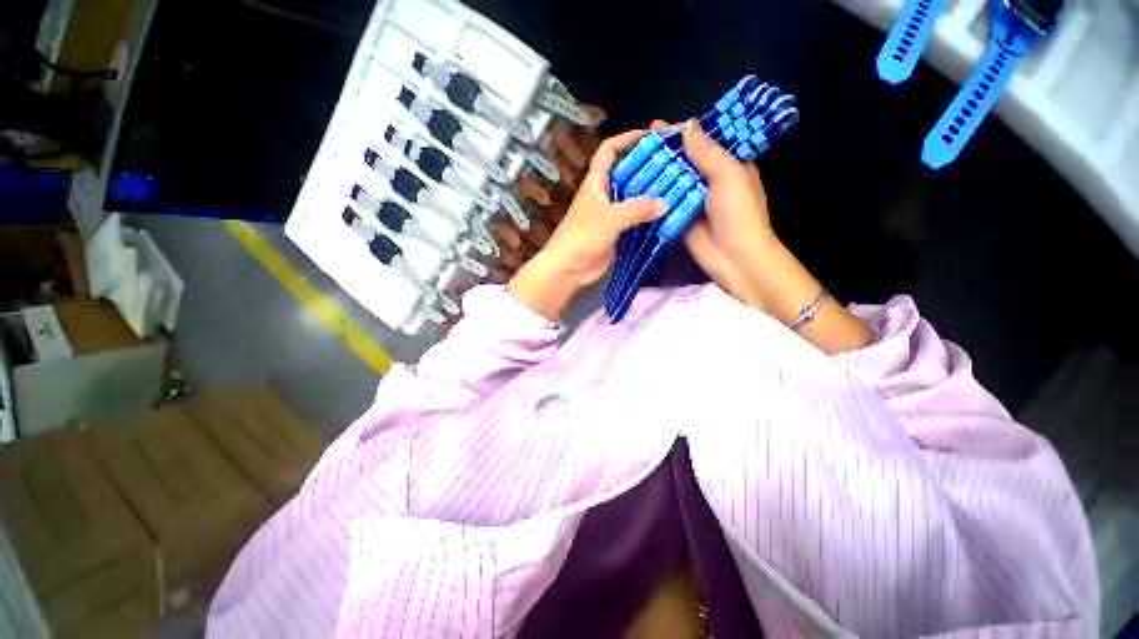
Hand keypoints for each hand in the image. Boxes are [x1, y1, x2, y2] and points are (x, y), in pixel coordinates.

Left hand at [508, 130, 666, 319]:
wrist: (570, 268)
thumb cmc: (583, 238)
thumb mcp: (609, 218)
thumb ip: (637, 209)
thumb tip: (665, 203)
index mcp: (596, 182)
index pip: (610, 150)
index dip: (628, 138)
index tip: (653, 136)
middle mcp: (604, 193)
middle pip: (627, 171)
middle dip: (648, 165)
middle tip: (674, 164)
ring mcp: (611, 213)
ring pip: (634, 196)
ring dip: (651, 192)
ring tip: (677, 187)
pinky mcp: (617, 231)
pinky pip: (636, 218)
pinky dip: (649, 215)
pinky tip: (667, 215)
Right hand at [649, 119, 779, 311]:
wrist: (733, 255)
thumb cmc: (737, 211)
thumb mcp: (727, 174)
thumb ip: (706, 151)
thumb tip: (687, 125)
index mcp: (727, 164)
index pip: (702, 141)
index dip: (681, 133)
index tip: (656, 128)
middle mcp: (708, 179)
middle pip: (683, 161)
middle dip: (663, 153)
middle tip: (638, 145)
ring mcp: (692, 200)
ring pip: (671, 181)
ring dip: (655, 173)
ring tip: (631, 163)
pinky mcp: (679, 217)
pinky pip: (665, 202)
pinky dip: (653, 195)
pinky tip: (635, 187)